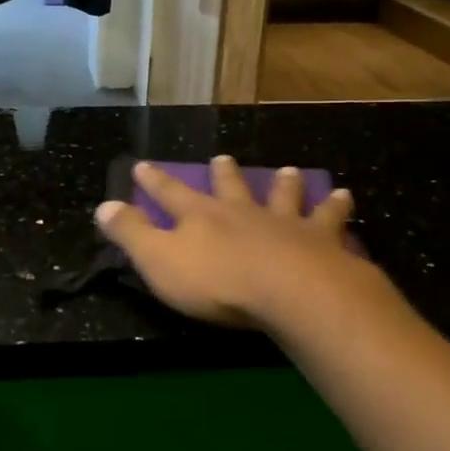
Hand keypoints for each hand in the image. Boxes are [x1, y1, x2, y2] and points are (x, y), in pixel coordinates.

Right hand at [95, 157, 385, 330]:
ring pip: (284, 196)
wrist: (290, 291)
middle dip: (223, 175)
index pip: (170, 194)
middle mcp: (242, 211)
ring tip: (290, 171)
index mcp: (201, 216)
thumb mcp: (159, 261)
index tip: (142, 164)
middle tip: (223, 159)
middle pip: (230, 187)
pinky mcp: (321, 242)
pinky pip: (330, 221)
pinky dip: (336, 208)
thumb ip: (131, 233)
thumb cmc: (217, 281)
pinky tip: (347, 199)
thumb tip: (103, 206)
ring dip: (285, 184)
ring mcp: (284, 223)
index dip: (154, 180)